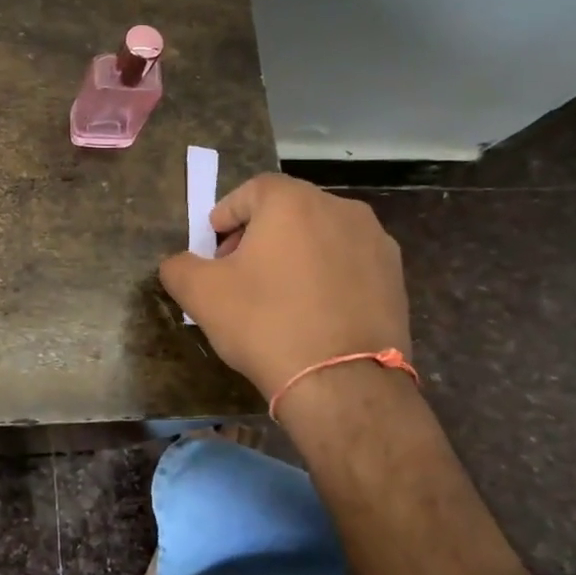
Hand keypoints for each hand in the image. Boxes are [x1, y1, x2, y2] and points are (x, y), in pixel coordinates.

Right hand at [158, 173, 409, 400]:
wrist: (343, 384)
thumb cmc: (265, 324)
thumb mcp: (201, 294)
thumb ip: (179, 266)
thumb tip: (179, 263)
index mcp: (293, 201)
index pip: (251, 190)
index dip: (226, 215)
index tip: (213, 249)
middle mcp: (340, 208)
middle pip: (288, 210)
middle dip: (258, 234)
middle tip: (239, 272)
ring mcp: (376, 242)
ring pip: (321, 235)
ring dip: (295, 253)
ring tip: (278, 294)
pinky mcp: (396, 277)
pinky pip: (349, 263)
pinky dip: (326, 275)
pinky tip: (313, 312)